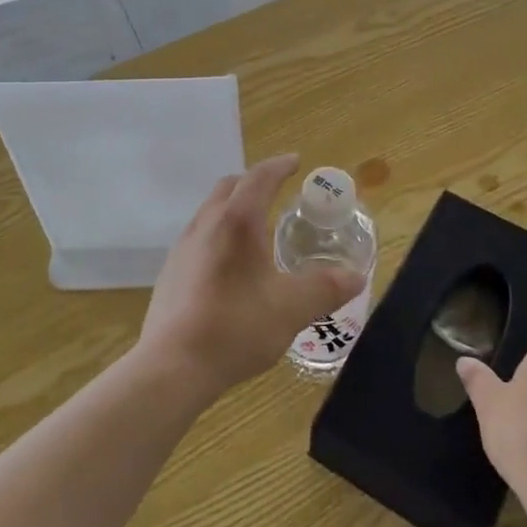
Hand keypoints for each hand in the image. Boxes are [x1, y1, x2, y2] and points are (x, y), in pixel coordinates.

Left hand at [137, 153, 364, 398]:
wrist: (173, 365)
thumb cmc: (237, 326)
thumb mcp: (292, 309)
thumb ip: (326, 288)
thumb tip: (356, 276)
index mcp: (237, 222)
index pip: (260, 177)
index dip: (279, 165)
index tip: (295, 161)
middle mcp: (206, 224)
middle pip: (230, 186)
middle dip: (255, 181)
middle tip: (277, 190)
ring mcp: (183, 247)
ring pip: (210, 210)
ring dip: (234, 206)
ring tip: (256, 227)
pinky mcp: (170, 271)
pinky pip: (199, 235)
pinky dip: (219, 232)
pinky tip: (230, 264)